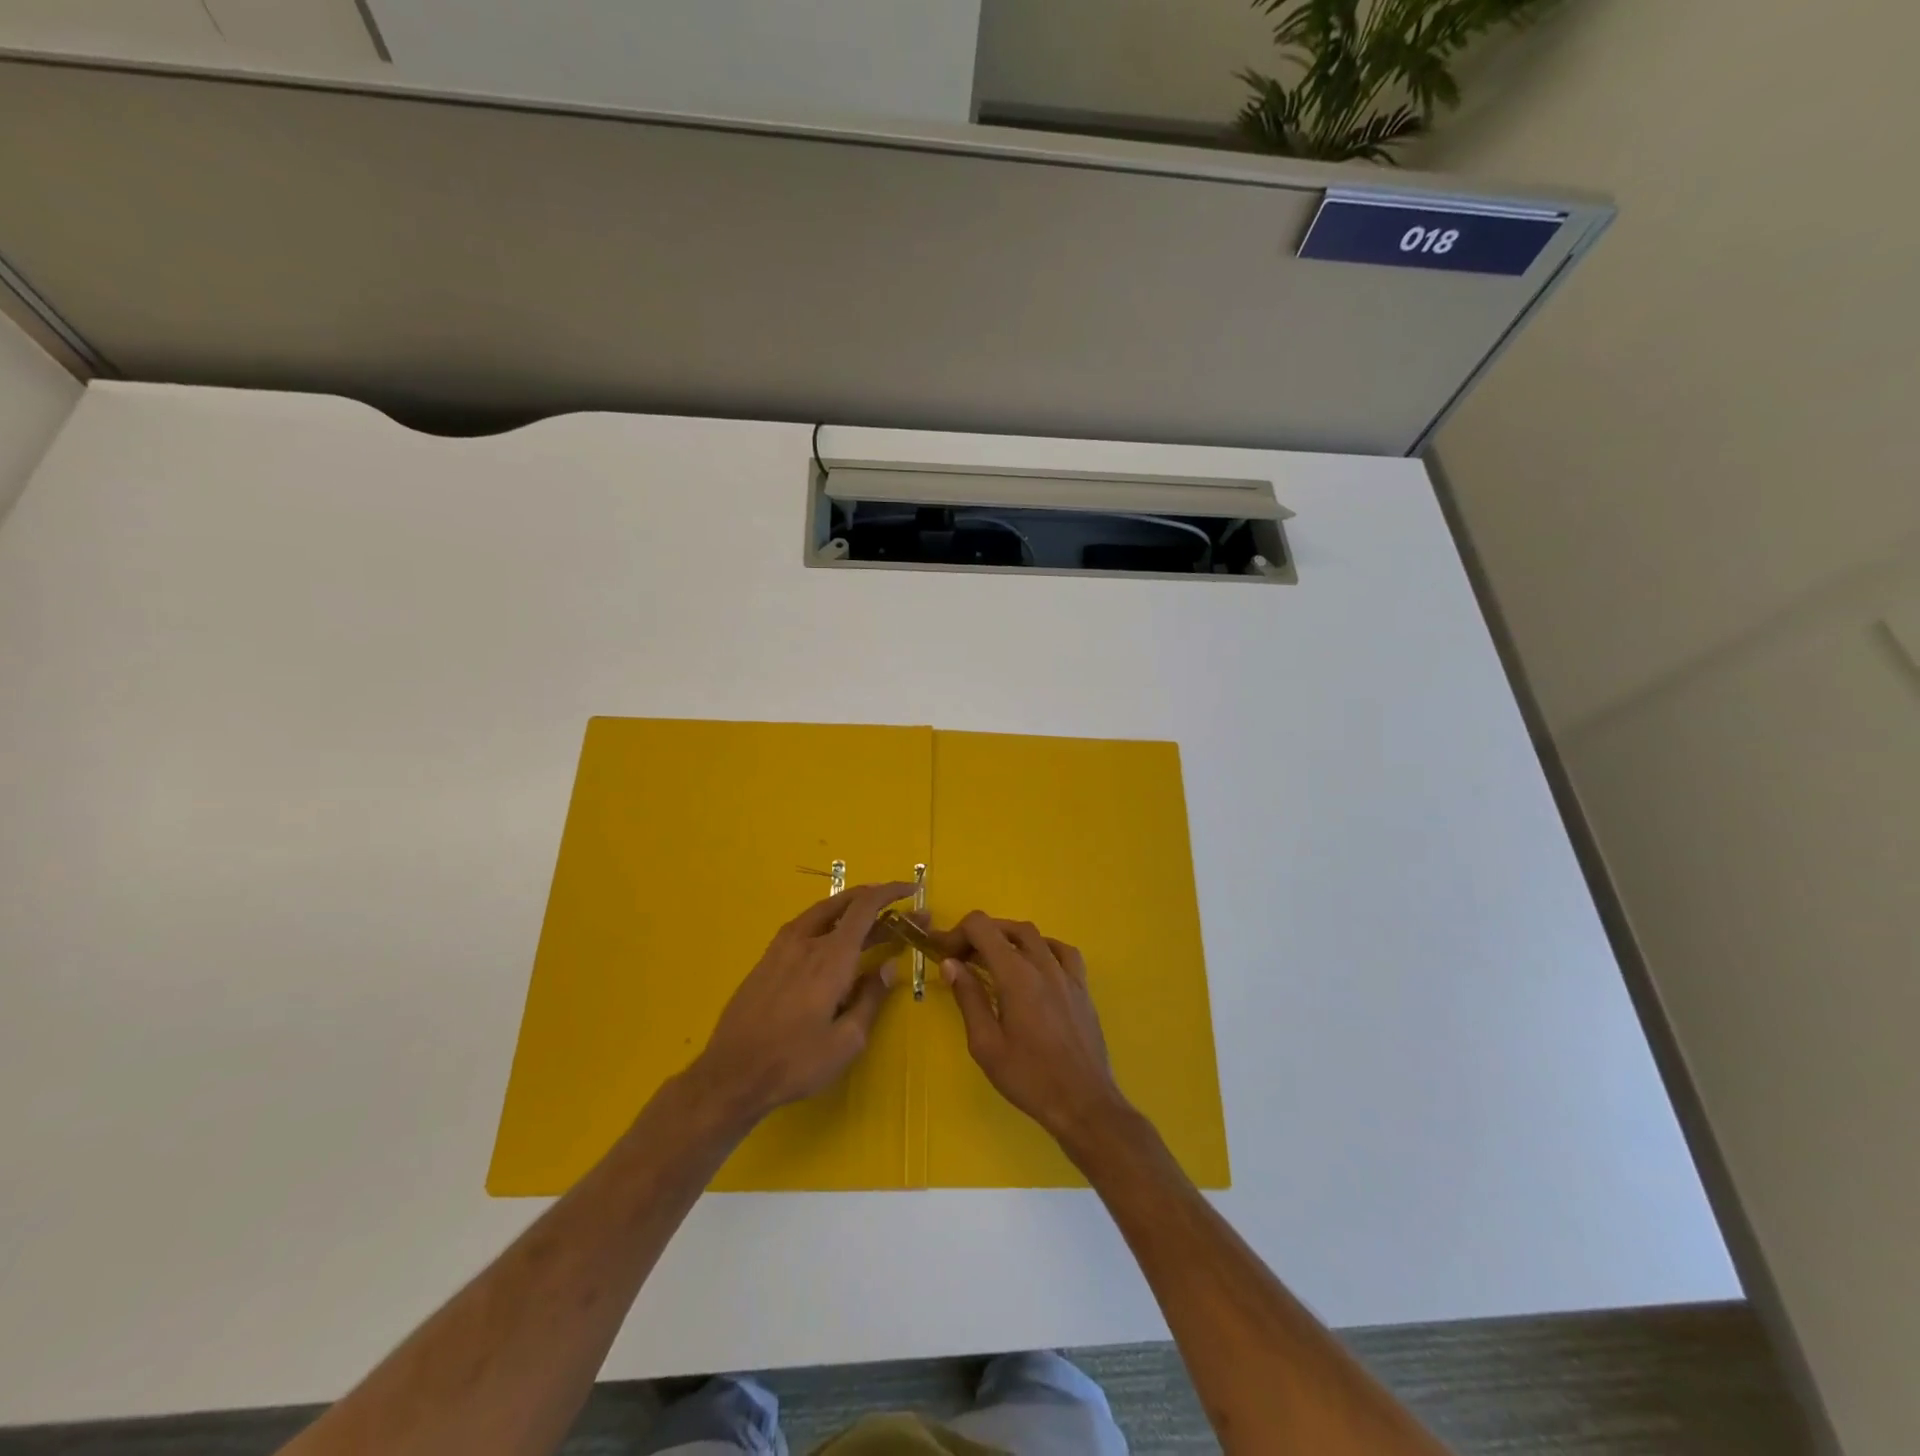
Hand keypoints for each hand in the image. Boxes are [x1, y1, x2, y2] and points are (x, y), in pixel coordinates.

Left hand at [687, 882, 913, 1124]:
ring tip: (871, 922)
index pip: (865, 907)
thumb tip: (888, 966)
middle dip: (876, 901)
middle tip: (900, 912)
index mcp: (831, 957)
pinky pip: (804, 927)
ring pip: (822, 912)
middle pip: (844, 903)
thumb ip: (871, 998)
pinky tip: (833, 941)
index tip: (911, 890)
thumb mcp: (847, 1041)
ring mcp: (782, 948)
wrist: (732, 1075)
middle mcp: (806, 941)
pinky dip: (828, 922)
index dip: (890, 892)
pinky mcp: (767, 960)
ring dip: (850, 909)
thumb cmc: (795, 1062)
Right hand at [941, 912, 1132, 1146]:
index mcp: (1016, 975)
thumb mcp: (986, 1044)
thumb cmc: (1029, 1077)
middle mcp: (1043, 964)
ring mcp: (1067, 974)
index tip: (944, 954)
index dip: (958, 932)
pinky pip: (1062, 951)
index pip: (982, 927)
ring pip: (1035, 936)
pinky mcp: (1082, 987)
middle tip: (961, 959)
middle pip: (1007, 928)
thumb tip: (951, 963)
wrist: (1083, 1103)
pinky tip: (1035, 966)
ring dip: (1008, 938)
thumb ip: (968, 998)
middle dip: (979, 936)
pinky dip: (1042, 948)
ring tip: (993, 961)